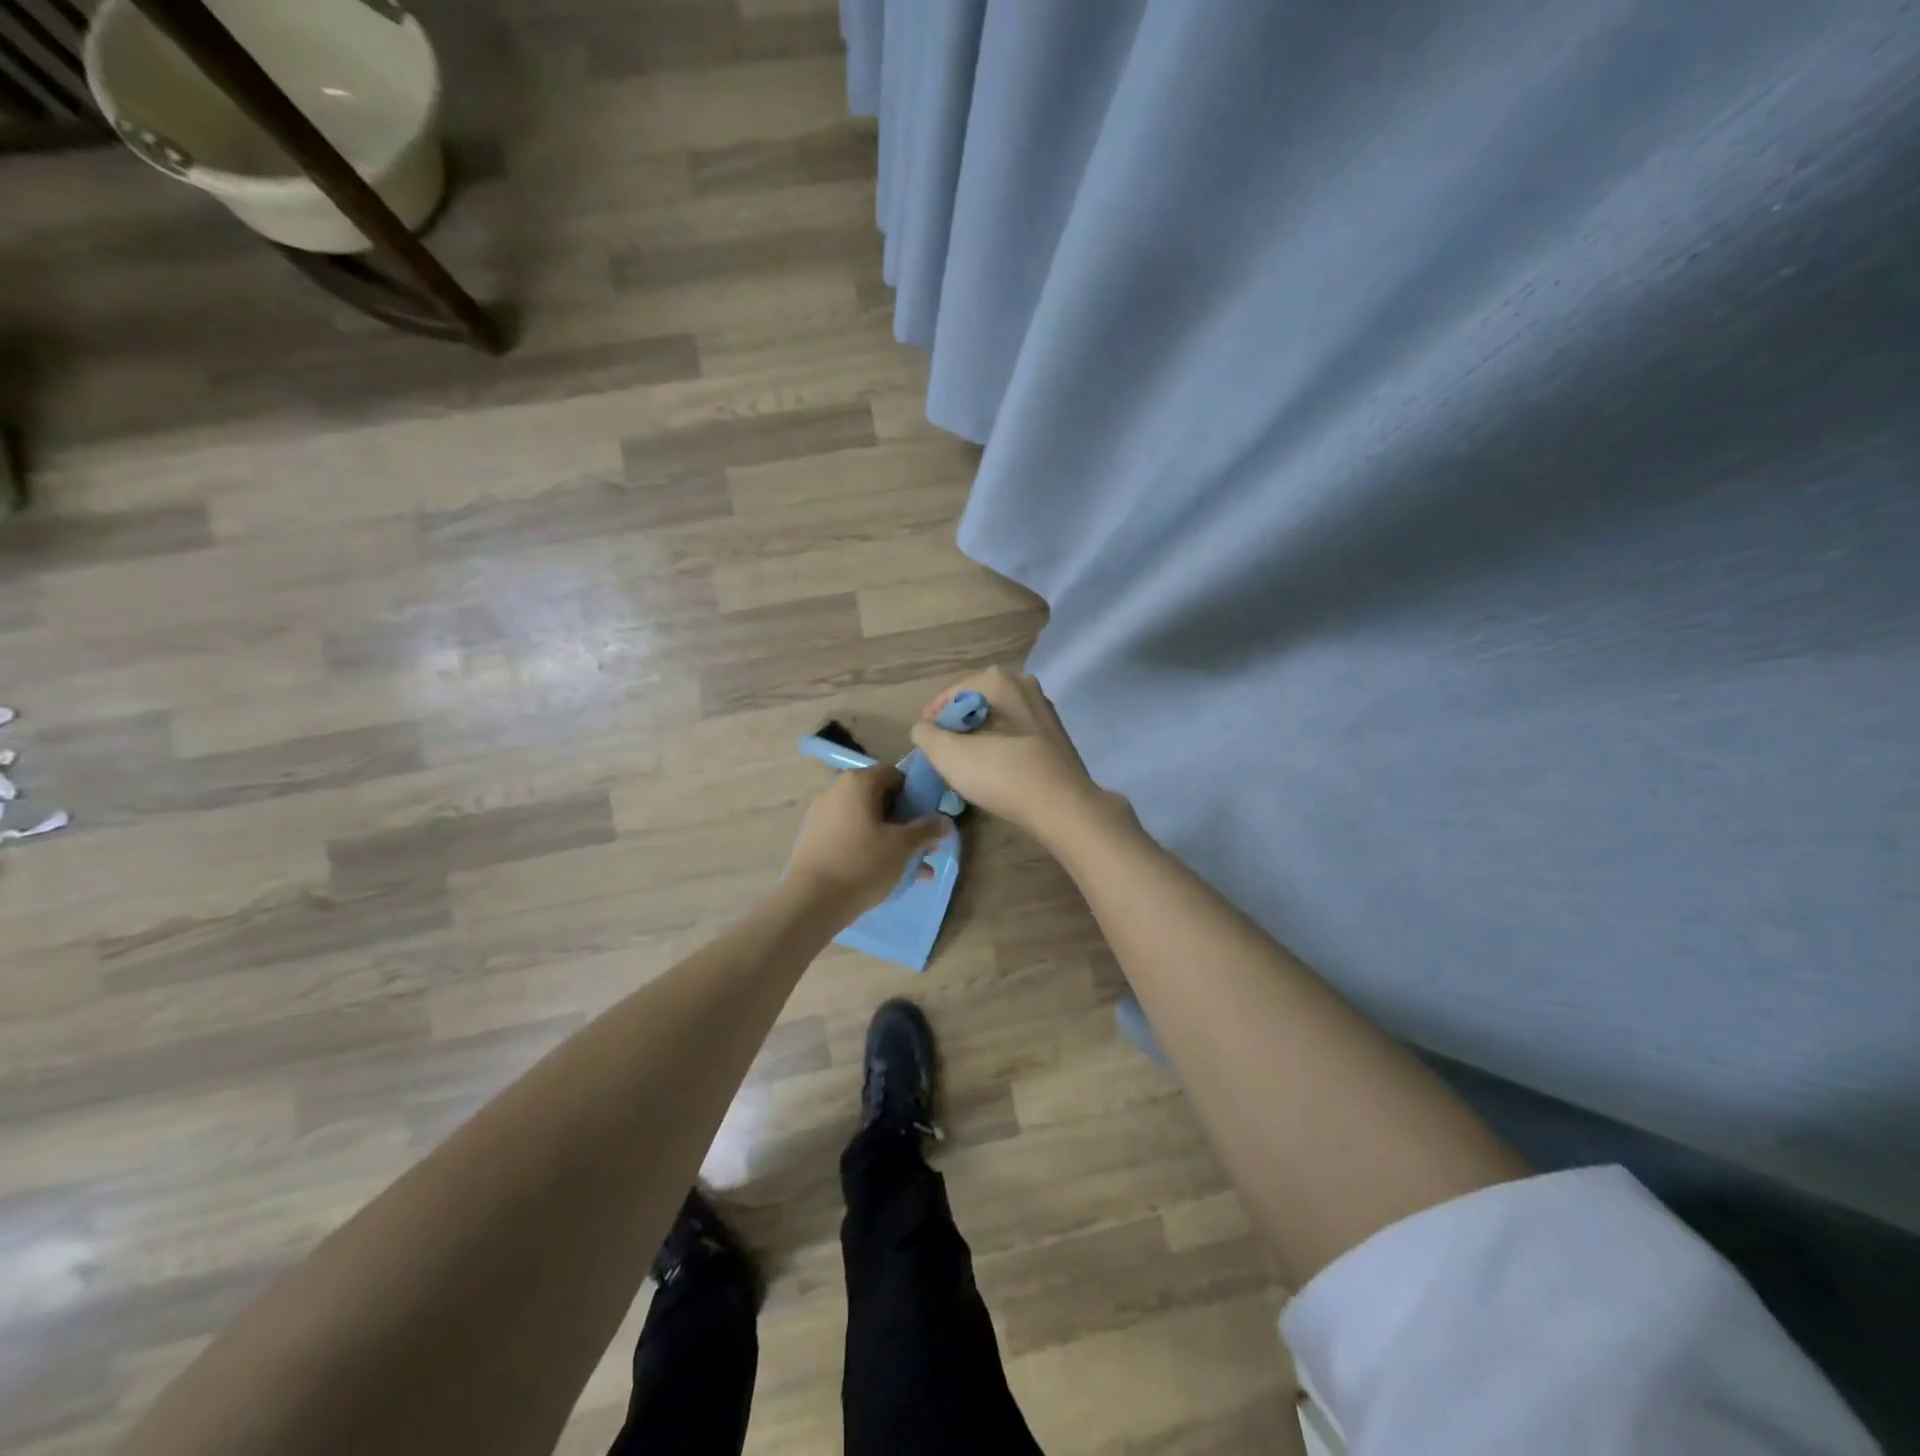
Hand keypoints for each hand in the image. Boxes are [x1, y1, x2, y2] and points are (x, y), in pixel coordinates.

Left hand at [788, 764, 953, 917]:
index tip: (927, 818)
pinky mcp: (814, 838)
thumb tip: (946, 821)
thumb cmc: (863, 863)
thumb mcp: (903, 846)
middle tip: (923, 846)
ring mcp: (821, 814)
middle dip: (905, 821)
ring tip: (913, 868)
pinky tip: (886, 874)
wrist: (812, 900)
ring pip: (866, 820)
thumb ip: (927, 829)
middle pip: (880, 798)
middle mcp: (836, 790)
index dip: (915, 794)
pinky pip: (850, 835)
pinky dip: (869, 847)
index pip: (894, 774)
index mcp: (858, 782)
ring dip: (890, 838)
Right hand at [909, 666, 1103, 839]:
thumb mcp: (947, 755)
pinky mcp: (1057, 736)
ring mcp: (1045, 710)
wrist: (1062, 806)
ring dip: (981, 735)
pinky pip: (1018, 734)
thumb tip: (923, 728)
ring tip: (966, 762)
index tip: (925, 740)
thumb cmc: (1001, 773)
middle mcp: (1025, 684)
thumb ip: (926, 735)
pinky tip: (996, 769)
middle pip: (978, 703)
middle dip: (958, 724)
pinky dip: (1002, 746)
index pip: (952, 693)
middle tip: (944, 751)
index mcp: (999, 680)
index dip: (933, 716)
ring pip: (1000, 718)